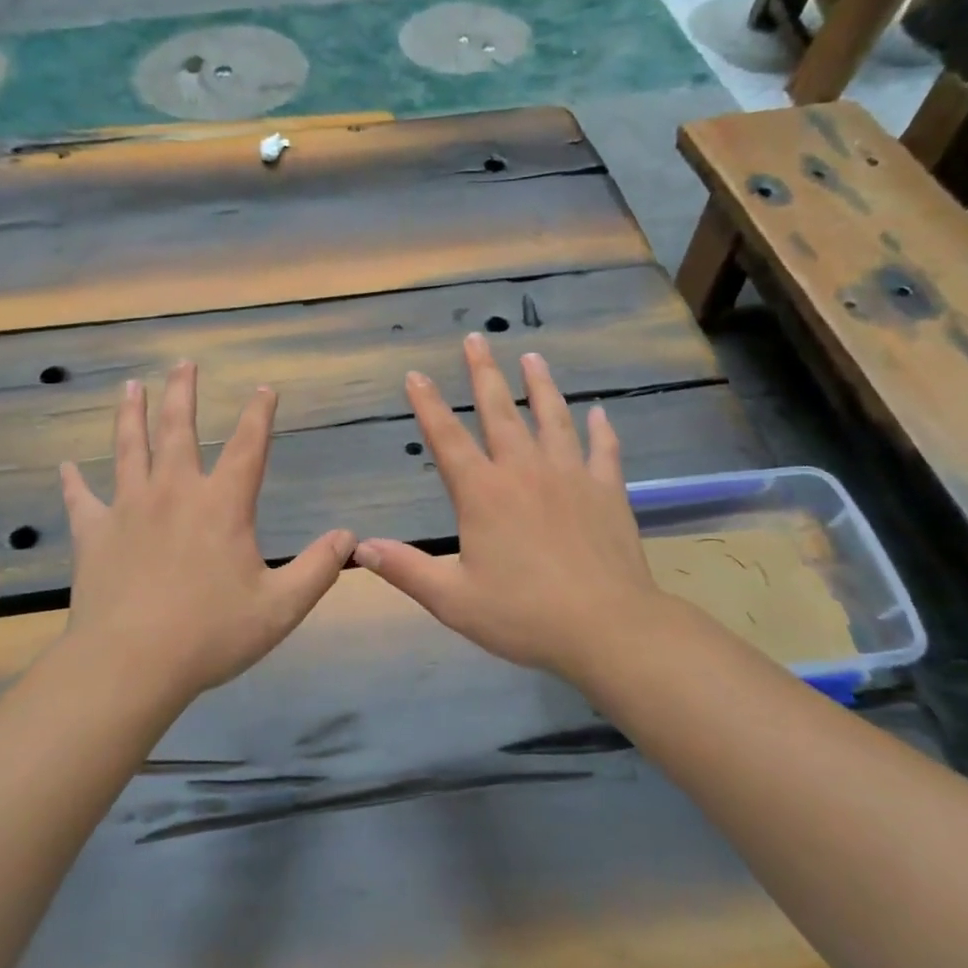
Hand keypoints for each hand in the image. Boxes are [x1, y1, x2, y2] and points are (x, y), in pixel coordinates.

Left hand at [60, 361, 355, 699]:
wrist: (131, 663)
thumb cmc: (210, 635)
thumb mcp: (280, 607)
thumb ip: (318, 569)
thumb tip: (349, 536)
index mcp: (222, 505)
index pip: (248, 447)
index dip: (259, 414)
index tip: (264, 389)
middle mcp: (174, 492)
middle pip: (178, 429)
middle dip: (183, 393)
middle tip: (183, 363)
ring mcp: (128, 508)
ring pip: (128, 448)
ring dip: (130, 415)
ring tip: (130, 386)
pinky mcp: (93, 533)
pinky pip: (81, 499)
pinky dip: (72, 482)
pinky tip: (65, 467)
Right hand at [354, 333, 682, 681]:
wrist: (608, 628)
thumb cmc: (524, 615)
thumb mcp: (453, 599)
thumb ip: (406, 570)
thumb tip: (360, 548)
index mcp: (483, 494)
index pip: (447, 439)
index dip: (428, 405)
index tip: (415, 375)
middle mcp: (524, 472)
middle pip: (499, 412)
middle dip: (483, 374)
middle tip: (475, 339)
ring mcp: (570, 476)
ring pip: (552, 418)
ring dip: (540, 385)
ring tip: (532, 357)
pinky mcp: (607, 491)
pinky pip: (602, 450)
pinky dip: (600, 429)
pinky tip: (599, 412)